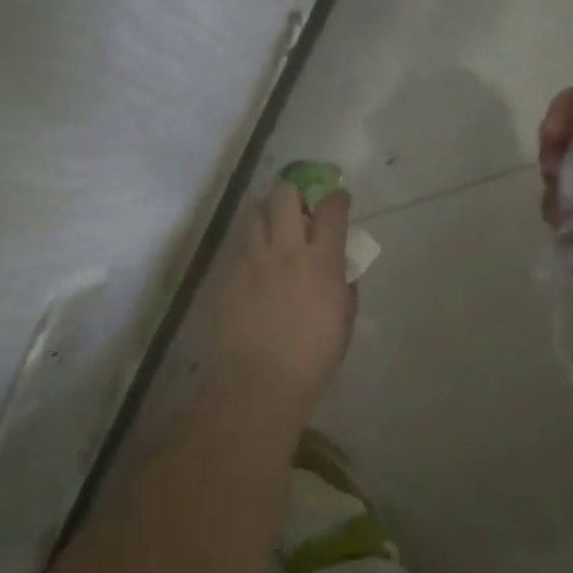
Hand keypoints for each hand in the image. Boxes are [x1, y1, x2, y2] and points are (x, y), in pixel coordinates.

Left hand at [210, 183, 355, 420]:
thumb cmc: (312, 359)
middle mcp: (286, 250)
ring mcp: (252, 258)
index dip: (336, 199)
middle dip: (293, 193)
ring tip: (272, 228)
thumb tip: (339, 270)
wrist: (259, 380)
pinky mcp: (229, 272)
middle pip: (284, 194)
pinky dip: (251, 244)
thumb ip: (343, 287)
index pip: (331, 210)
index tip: (337, 200)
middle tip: (298, 209)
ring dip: (267, 212)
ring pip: (255, 211)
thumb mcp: (343, 322)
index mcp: (322, 262)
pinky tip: (255, 263)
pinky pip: (240, 244)